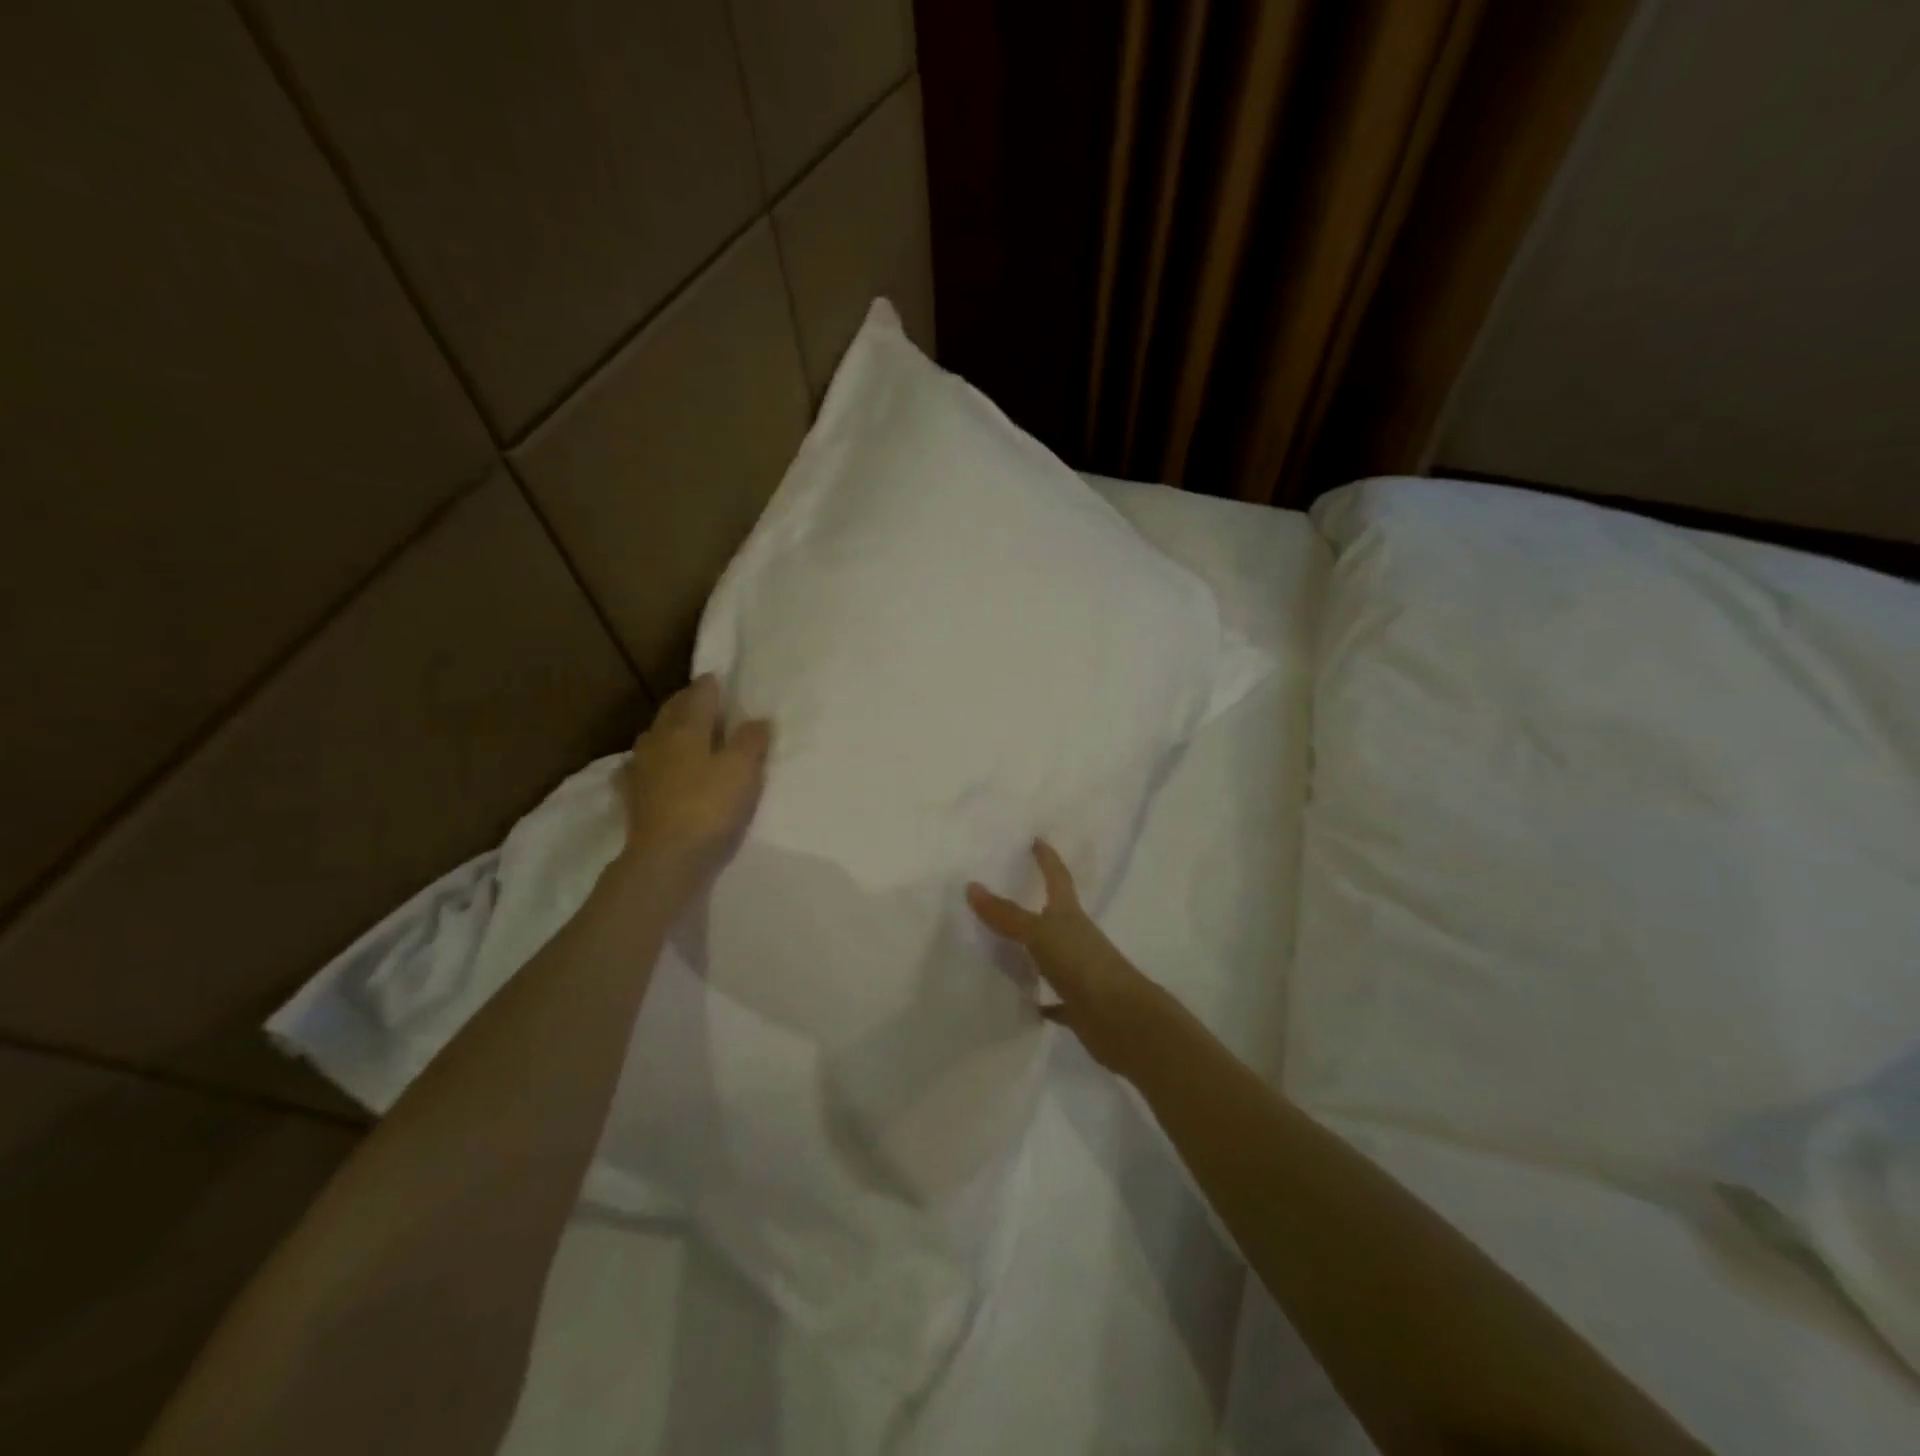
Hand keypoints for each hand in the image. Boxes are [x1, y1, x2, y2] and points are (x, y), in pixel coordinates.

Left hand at [616, 675, 770, 900]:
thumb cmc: (710, 806)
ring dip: (669, 730)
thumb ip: (751, 740)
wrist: (667, 857)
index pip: (699, 695)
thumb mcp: (743, 770)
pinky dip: (652, 762)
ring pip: (655, 737)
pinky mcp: (633, 796)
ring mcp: (641, 768)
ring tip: (683, 732)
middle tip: (703, 700)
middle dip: (687, 703)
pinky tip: (653, 769)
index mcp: (686, 727)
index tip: (719, 678)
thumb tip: (757, 720)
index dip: (710, 685)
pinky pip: (642, 768)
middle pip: (672, 712)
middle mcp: (659, 740)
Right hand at [967, 840, 1166, 1074]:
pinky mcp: (1079, 1004)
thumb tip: (971, 886)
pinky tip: (1026, 1001)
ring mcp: (1080, 972)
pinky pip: (1056, 998)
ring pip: (1053, 955)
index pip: (1057, 878)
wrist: (1120, 1018)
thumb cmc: (1081, 963)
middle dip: (1039, 903)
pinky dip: (1043, 997)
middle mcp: (1077, 939)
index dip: (1047, 860)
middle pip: (1057, 915)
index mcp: (1070, 915)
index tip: (1038, 841)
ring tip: (1007, 947)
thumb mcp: (1039, 934)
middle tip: (1014, 892)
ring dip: (1036, 951)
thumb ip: (1006, 914)